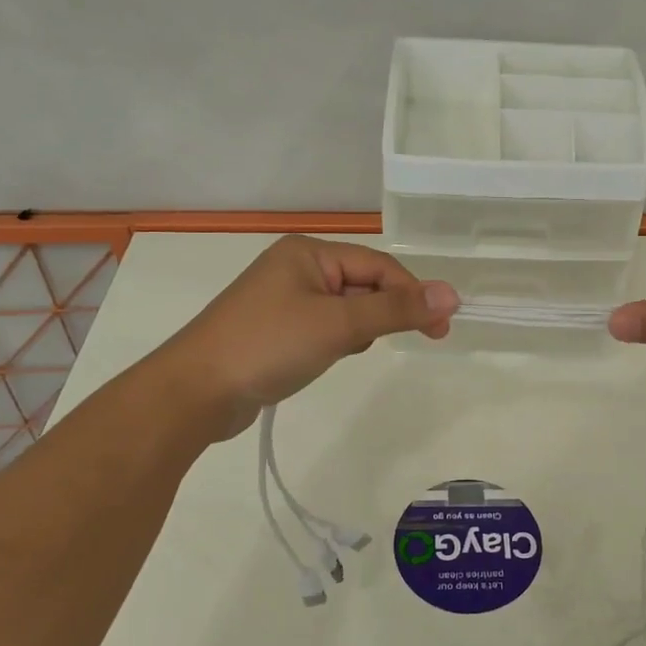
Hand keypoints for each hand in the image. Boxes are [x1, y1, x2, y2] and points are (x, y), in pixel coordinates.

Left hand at [165, 236, 457, 439]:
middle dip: (384, 313)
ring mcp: (283, 300)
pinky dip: (336, 341)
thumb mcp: (339, 325)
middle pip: (363, 284)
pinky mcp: (276, 330)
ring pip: (346, 309)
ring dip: (359, 330)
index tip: (442, 327)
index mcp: (309, 253)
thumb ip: (396, 309)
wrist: (194, 392)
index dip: (413, 294)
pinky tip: (327, 359)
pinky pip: (324, 327)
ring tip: (346, 352)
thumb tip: (451, 293)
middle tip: (415, 342)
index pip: (379, 266)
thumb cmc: (268, 346)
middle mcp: (296, 268)